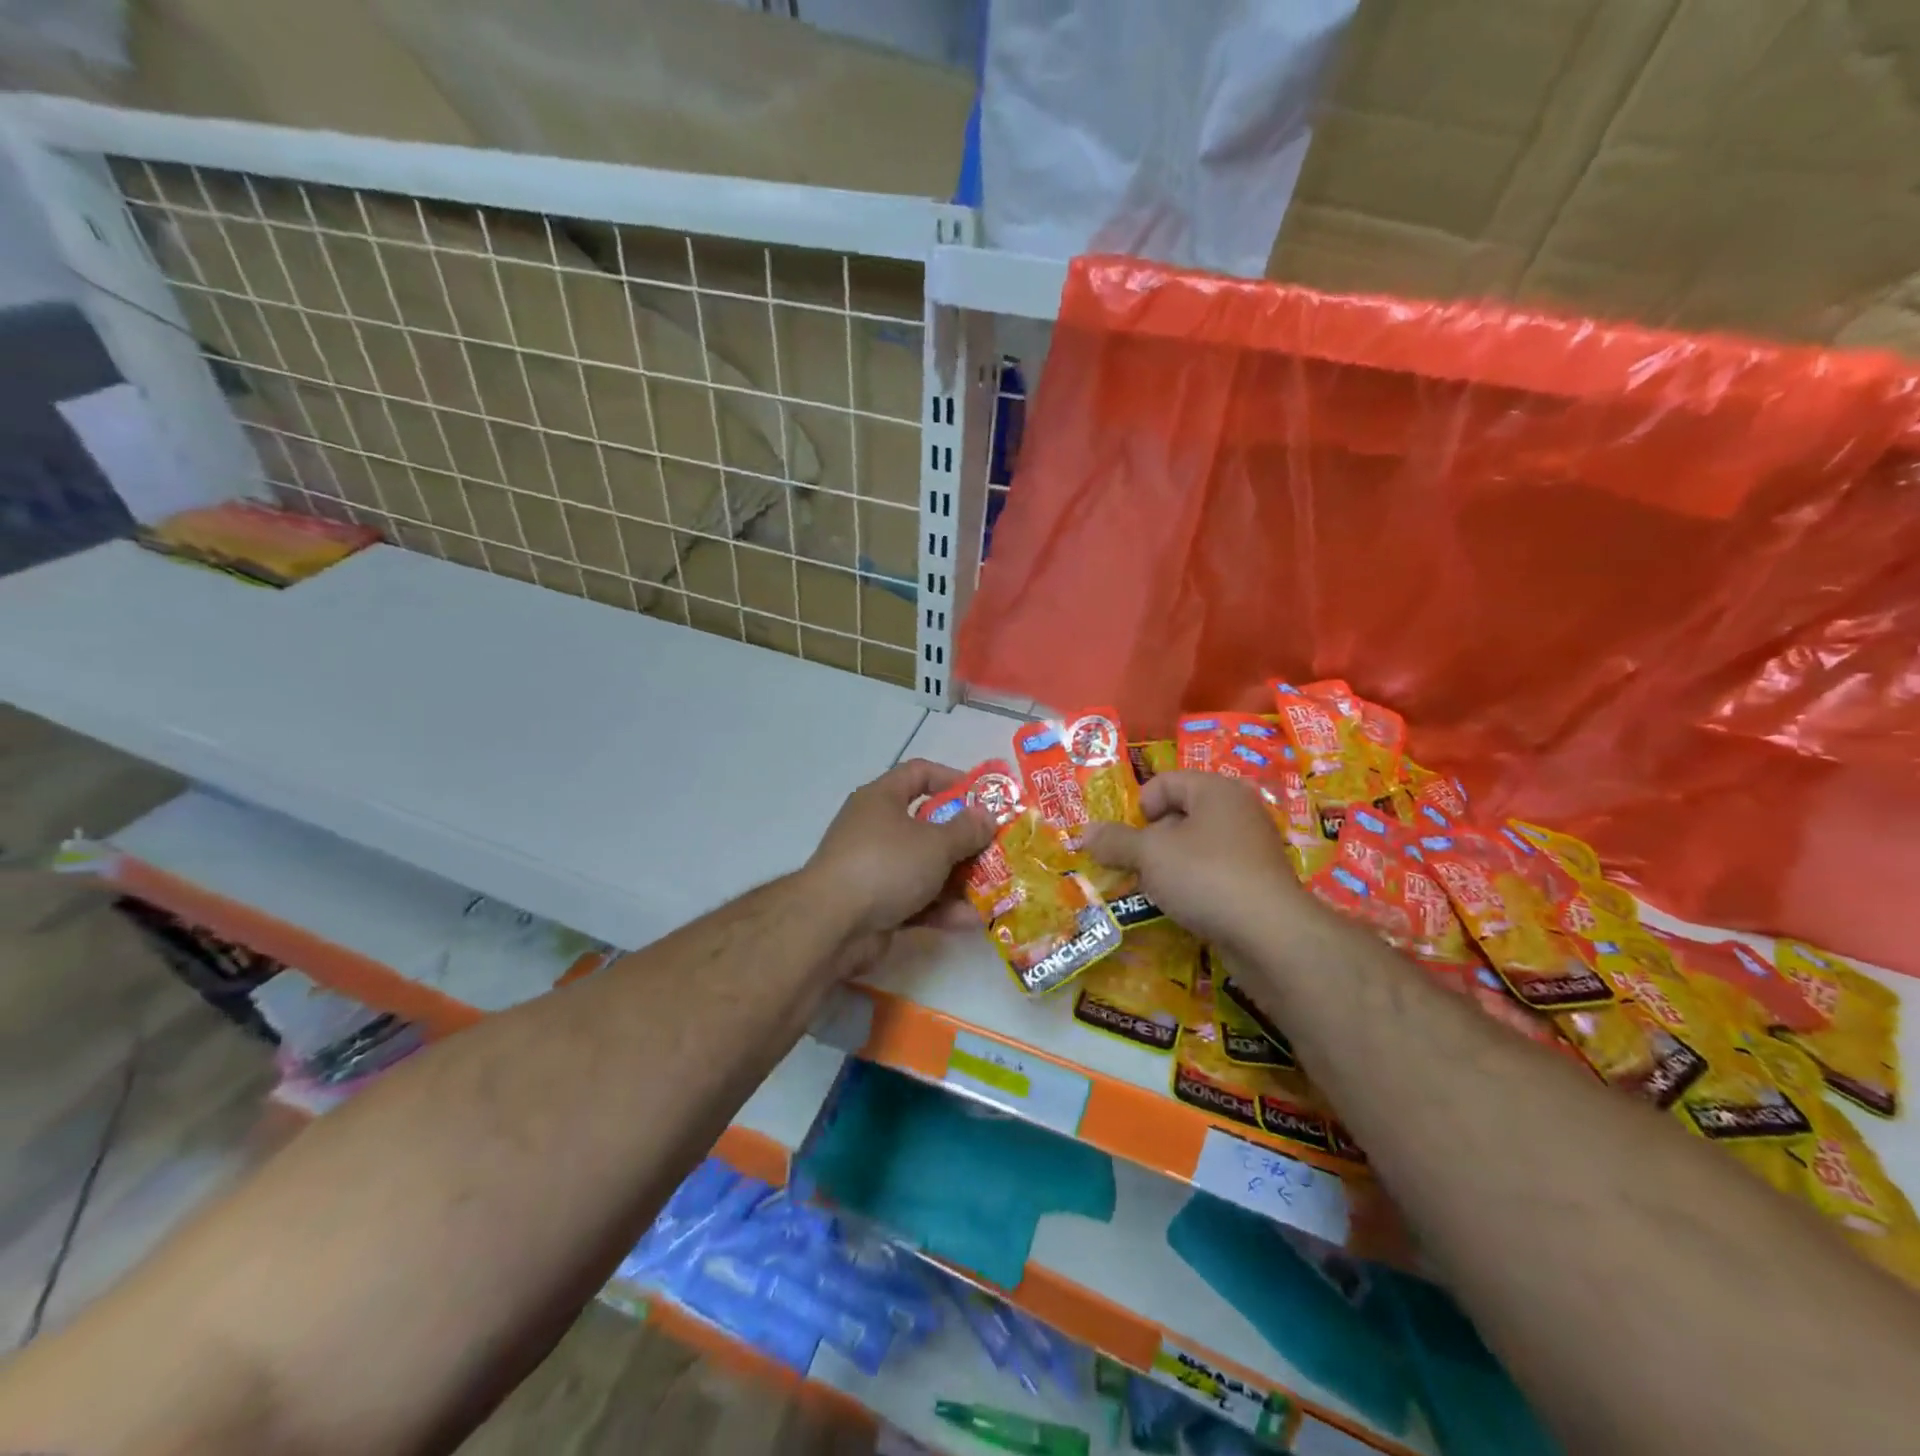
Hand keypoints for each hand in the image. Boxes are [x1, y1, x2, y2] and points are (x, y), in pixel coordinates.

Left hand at [804, 759, 994, 940]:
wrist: (832, 925)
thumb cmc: (886, 865)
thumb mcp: (935, 843)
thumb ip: (966, 830)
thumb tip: (986, 816)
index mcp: (883, 798)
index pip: (919, 773)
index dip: (952, 779)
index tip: (983, 797)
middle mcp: (876, 828)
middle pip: (927, 824)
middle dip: (964, 838)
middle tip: (996, 848)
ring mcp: (875, 868)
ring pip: (925, 866)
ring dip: (958, 878)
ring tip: (995, 888)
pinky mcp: (877, 904)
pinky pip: (917, 899)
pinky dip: (942, 907)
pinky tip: (973, 920)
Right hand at [1082, 771, 1307, 951]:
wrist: (1270, 935)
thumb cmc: (1205, 876)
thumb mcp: (1150, 854)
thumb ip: (1115, 841)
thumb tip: (1085, 832)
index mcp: (1216, 790)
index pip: (1166, 781)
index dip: (1140, 807)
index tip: (1129, 839)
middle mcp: (1238, 811)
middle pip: (1179, 814)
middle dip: (1150, 841)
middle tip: (1135, 867)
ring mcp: (1251, 849)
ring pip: (1195, 848)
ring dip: (1168, 867)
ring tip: (1155, 890)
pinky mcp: (1256, 883)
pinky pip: (1212, 874)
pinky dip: (1193, 886)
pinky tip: (1183, 908)